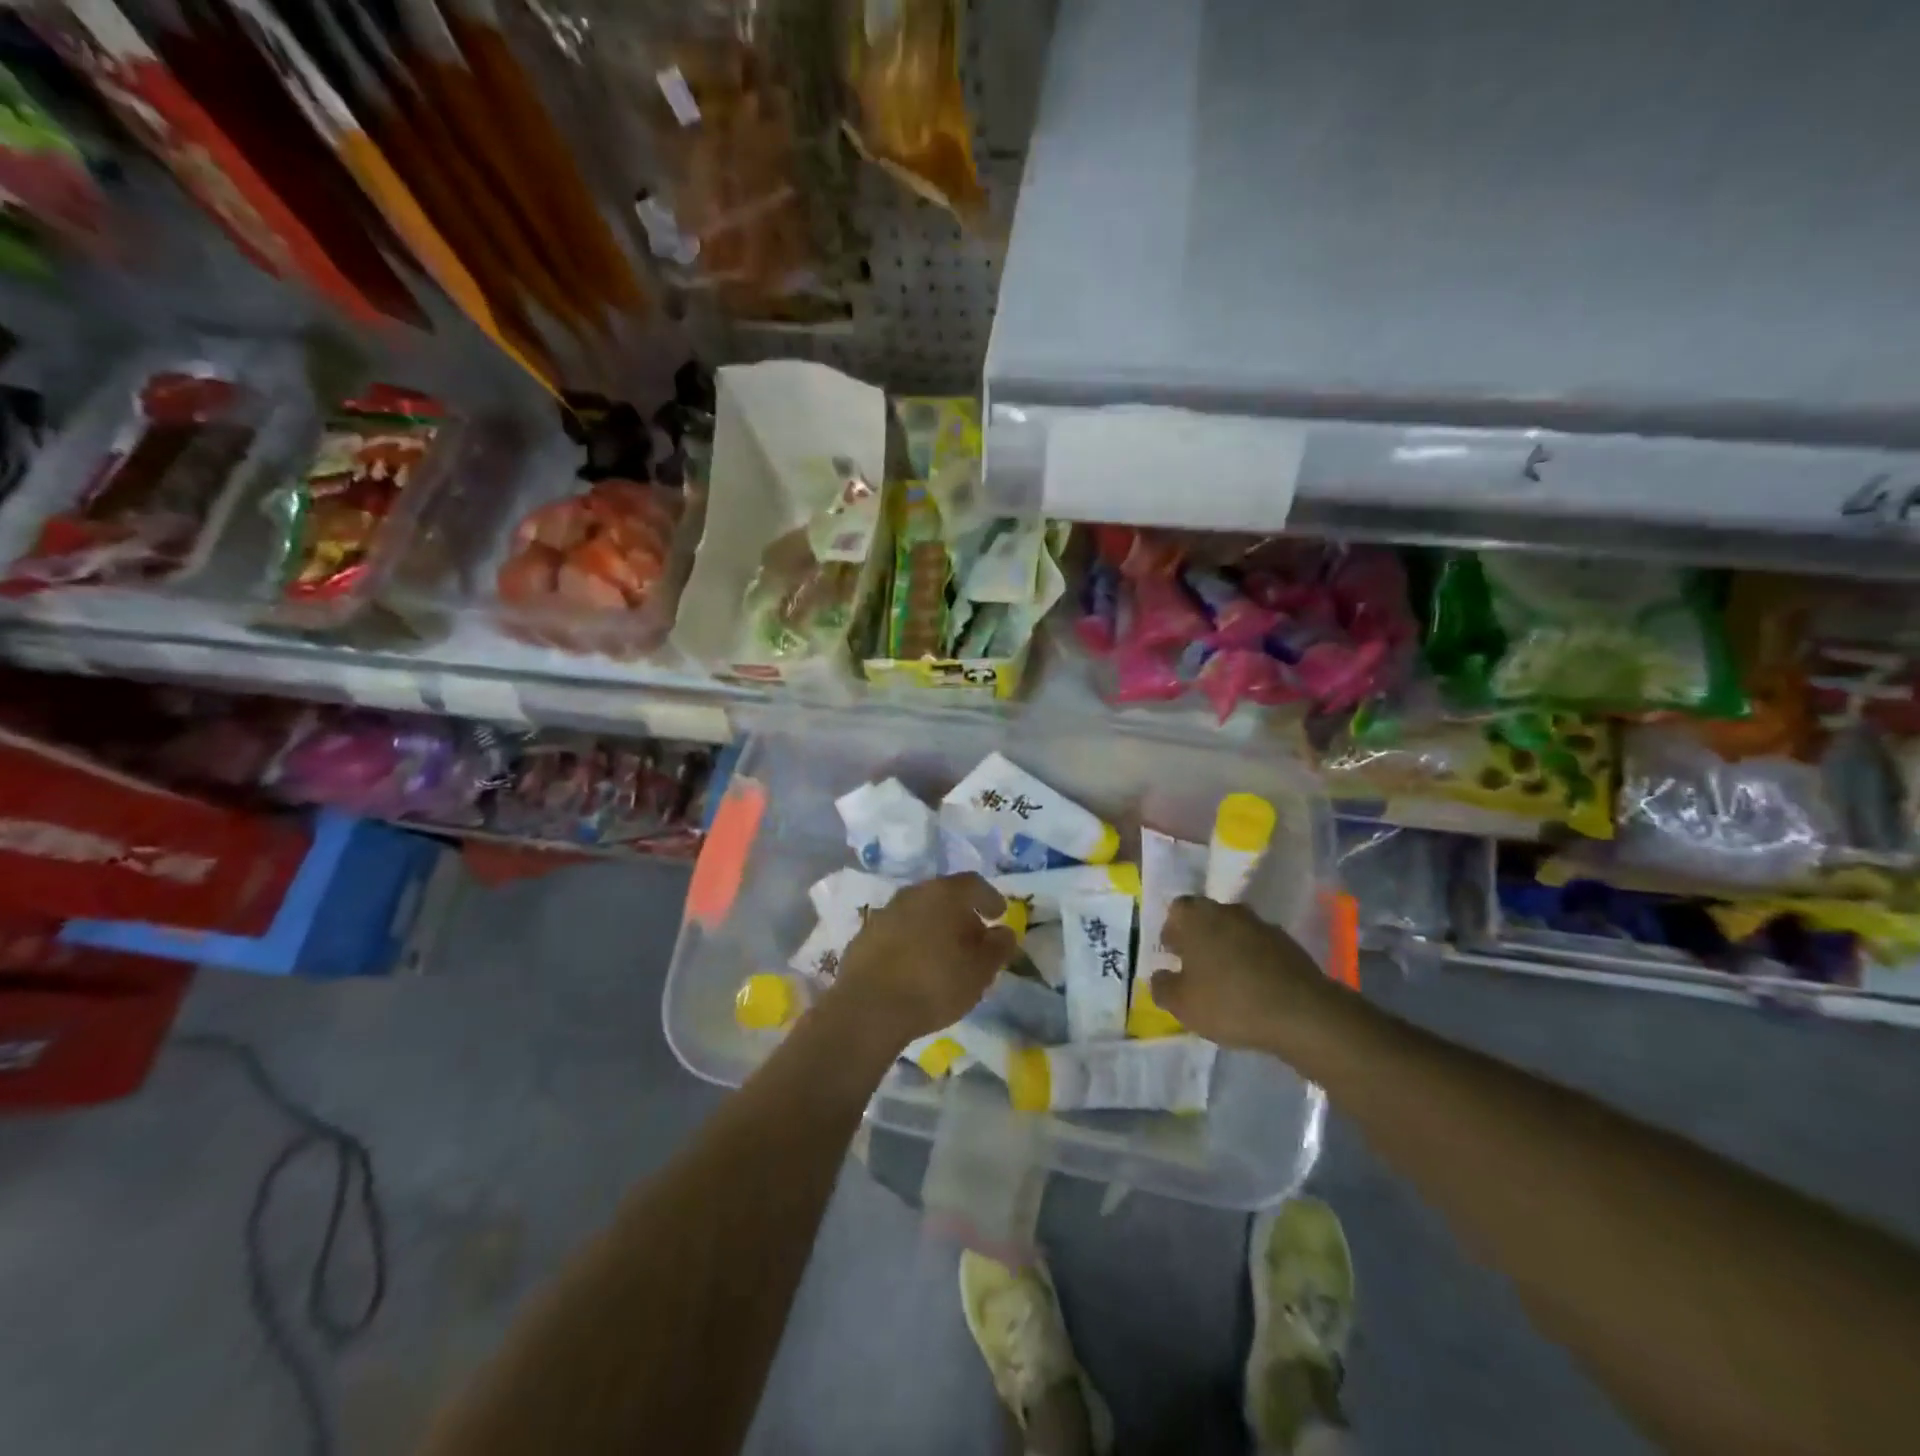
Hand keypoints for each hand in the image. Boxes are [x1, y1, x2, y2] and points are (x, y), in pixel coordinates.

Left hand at [820, 873, 1016, 1051]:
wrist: (868, 1008)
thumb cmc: (935, 983)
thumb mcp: (981, 971)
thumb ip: (998, 947)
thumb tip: (1003, 931)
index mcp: (945, 893)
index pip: (974, 884)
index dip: (990, 898)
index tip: (999, 915)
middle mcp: (913, 893)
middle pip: (943, 895)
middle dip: (960, 913)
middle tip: (973, 937)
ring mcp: (885, 912)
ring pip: (918, 912)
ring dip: (933, 926)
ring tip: (943, 954)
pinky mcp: (864, 935)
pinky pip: (896, 931)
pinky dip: (910, 941)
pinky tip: (913, 966)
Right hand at [1150, 896, 1334, 1049]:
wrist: (1301, 1013)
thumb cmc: (1229, 1002)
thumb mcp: (1182, 1004)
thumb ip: (1162, 986)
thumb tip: (1160, 976)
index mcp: (1196, 916)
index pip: (1176, 910)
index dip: (1172, 930)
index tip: (1173, 954)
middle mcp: (1228, 910)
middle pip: (1207, 918)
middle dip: (1199, 938)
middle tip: (1196, 968)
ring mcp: (1261, 924)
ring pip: (1234, 931)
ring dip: (1227, 949)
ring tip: (1226, 981)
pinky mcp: (1288, 943)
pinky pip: (1259, 947)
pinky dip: (1253, 961)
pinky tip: (1253, 988)